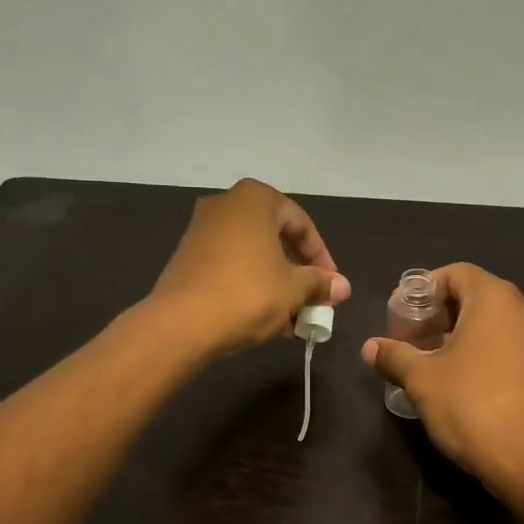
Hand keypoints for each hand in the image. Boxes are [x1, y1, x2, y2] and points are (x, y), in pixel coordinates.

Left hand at [148, 179, 350, 356]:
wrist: (181, 324)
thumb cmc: (247, 294)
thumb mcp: (294, 289)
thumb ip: (319, 283)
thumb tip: (342, 286)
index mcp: (255, 199)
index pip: (301, 224)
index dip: (322, 258)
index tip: (332, 287)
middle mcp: (226, 205)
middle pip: (276, 239)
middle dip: (298, 275)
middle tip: (313, 303)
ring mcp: (201, 230)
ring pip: (253, 257)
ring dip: (277, 286)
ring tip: (292, 321)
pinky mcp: (187, 258)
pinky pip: (230, 267)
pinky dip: (251, 287)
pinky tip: (264, 320)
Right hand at [360, 263, 523, 494]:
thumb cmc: (471, 404)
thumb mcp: (421, 379)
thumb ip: (394, 356)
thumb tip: (370, 347)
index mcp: (494, 299)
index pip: (455, 273)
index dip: (422, 289)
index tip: (399, 314)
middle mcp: (522, 311)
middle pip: (472, 297)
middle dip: (436, 315)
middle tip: (407, 340)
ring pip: (489, 325)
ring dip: (455, 337)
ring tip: (425, 364)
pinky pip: (504, 347)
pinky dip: (477, 354)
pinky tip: (454, 383)